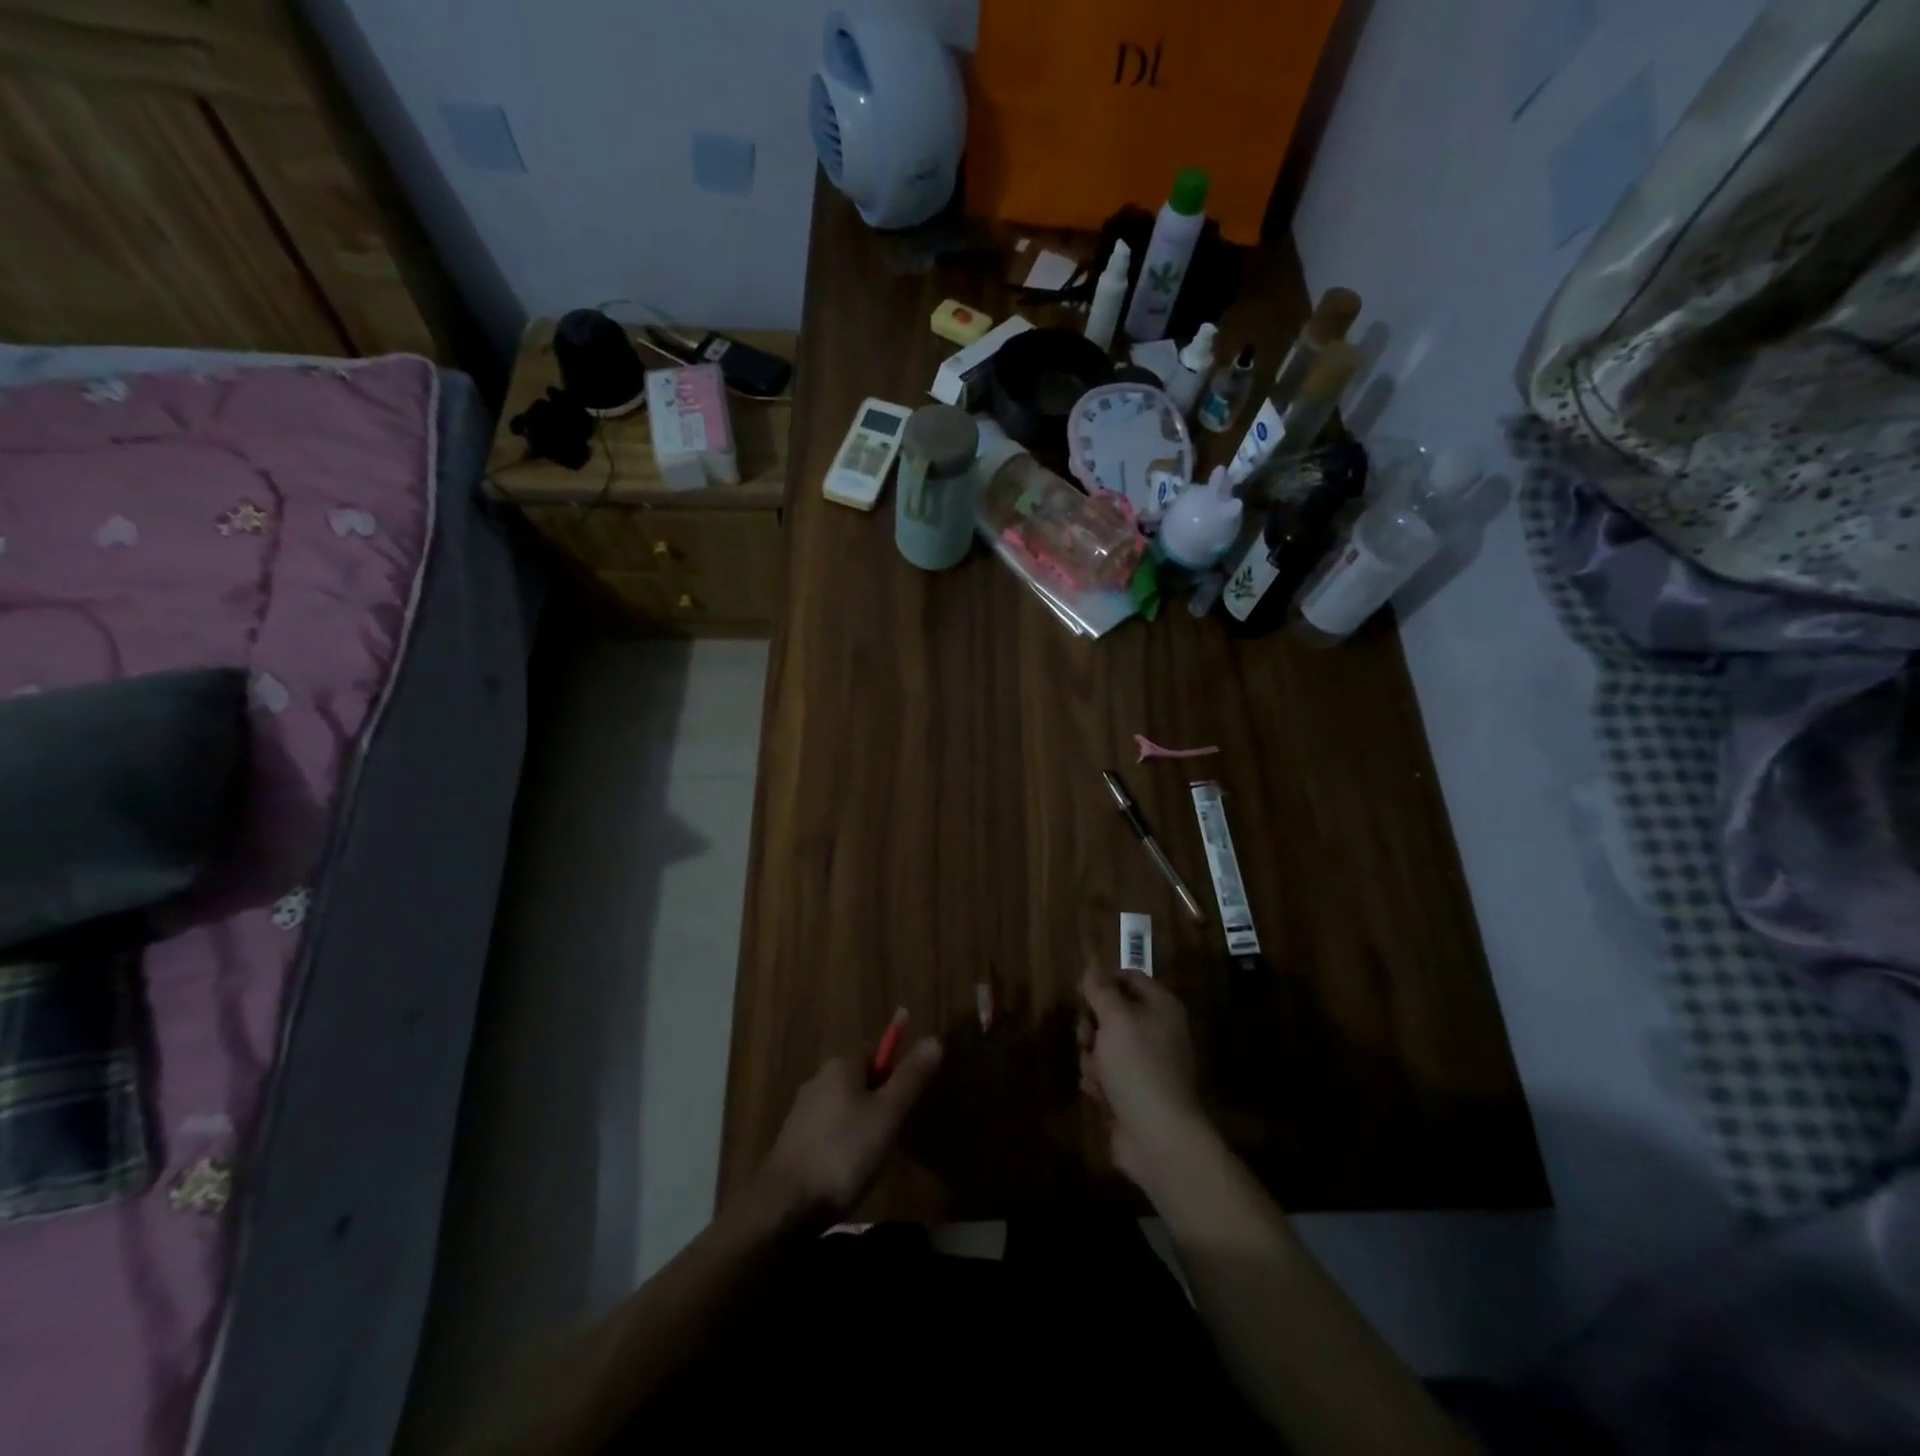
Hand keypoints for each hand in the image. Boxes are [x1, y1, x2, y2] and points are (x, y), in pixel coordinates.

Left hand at [758, 1038, 942, 1220]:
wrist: (784, 1205)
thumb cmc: (843, 1153)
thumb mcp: (887, 1114)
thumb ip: (911, 1077)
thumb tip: (935, 1039)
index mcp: (841, 1065)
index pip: (878, 1056)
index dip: (896, 1080)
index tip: (904, 1110)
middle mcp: (818, 1079)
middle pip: (862, 1083)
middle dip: (880, 1107)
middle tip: (892, 1138)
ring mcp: (802, 1111)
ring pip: (846, 1110)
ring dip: (862, 1129)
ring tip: (871, 1161)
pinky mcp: (793, 1141)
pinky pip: (829, 1133)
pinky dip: (843, 1146)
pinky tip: (847, 1174)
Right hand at [1079, 967, 1207, 1184]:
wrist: (1158, 1137)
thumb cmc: (1138, 1067)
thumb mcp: (1115, 1019)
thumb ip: (1101, 989)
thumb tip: (1093, 963)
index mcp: (1161, 1007)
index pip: (1129, 977)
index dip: (1103, 982)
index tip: (1081, 994)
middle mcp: (1156, 1031)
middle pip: (1111, 1011)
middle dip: (1092, 1025)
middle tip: (1087, 1037)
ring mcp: (1145, 1063)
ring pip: (1103, 1044)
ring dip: (1092, 1057)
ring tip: (1097, 1074)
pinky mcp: (1132, 1091)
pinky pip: (1105, 1073)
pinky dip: (1098, 1081)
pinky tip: (1100, 1094)